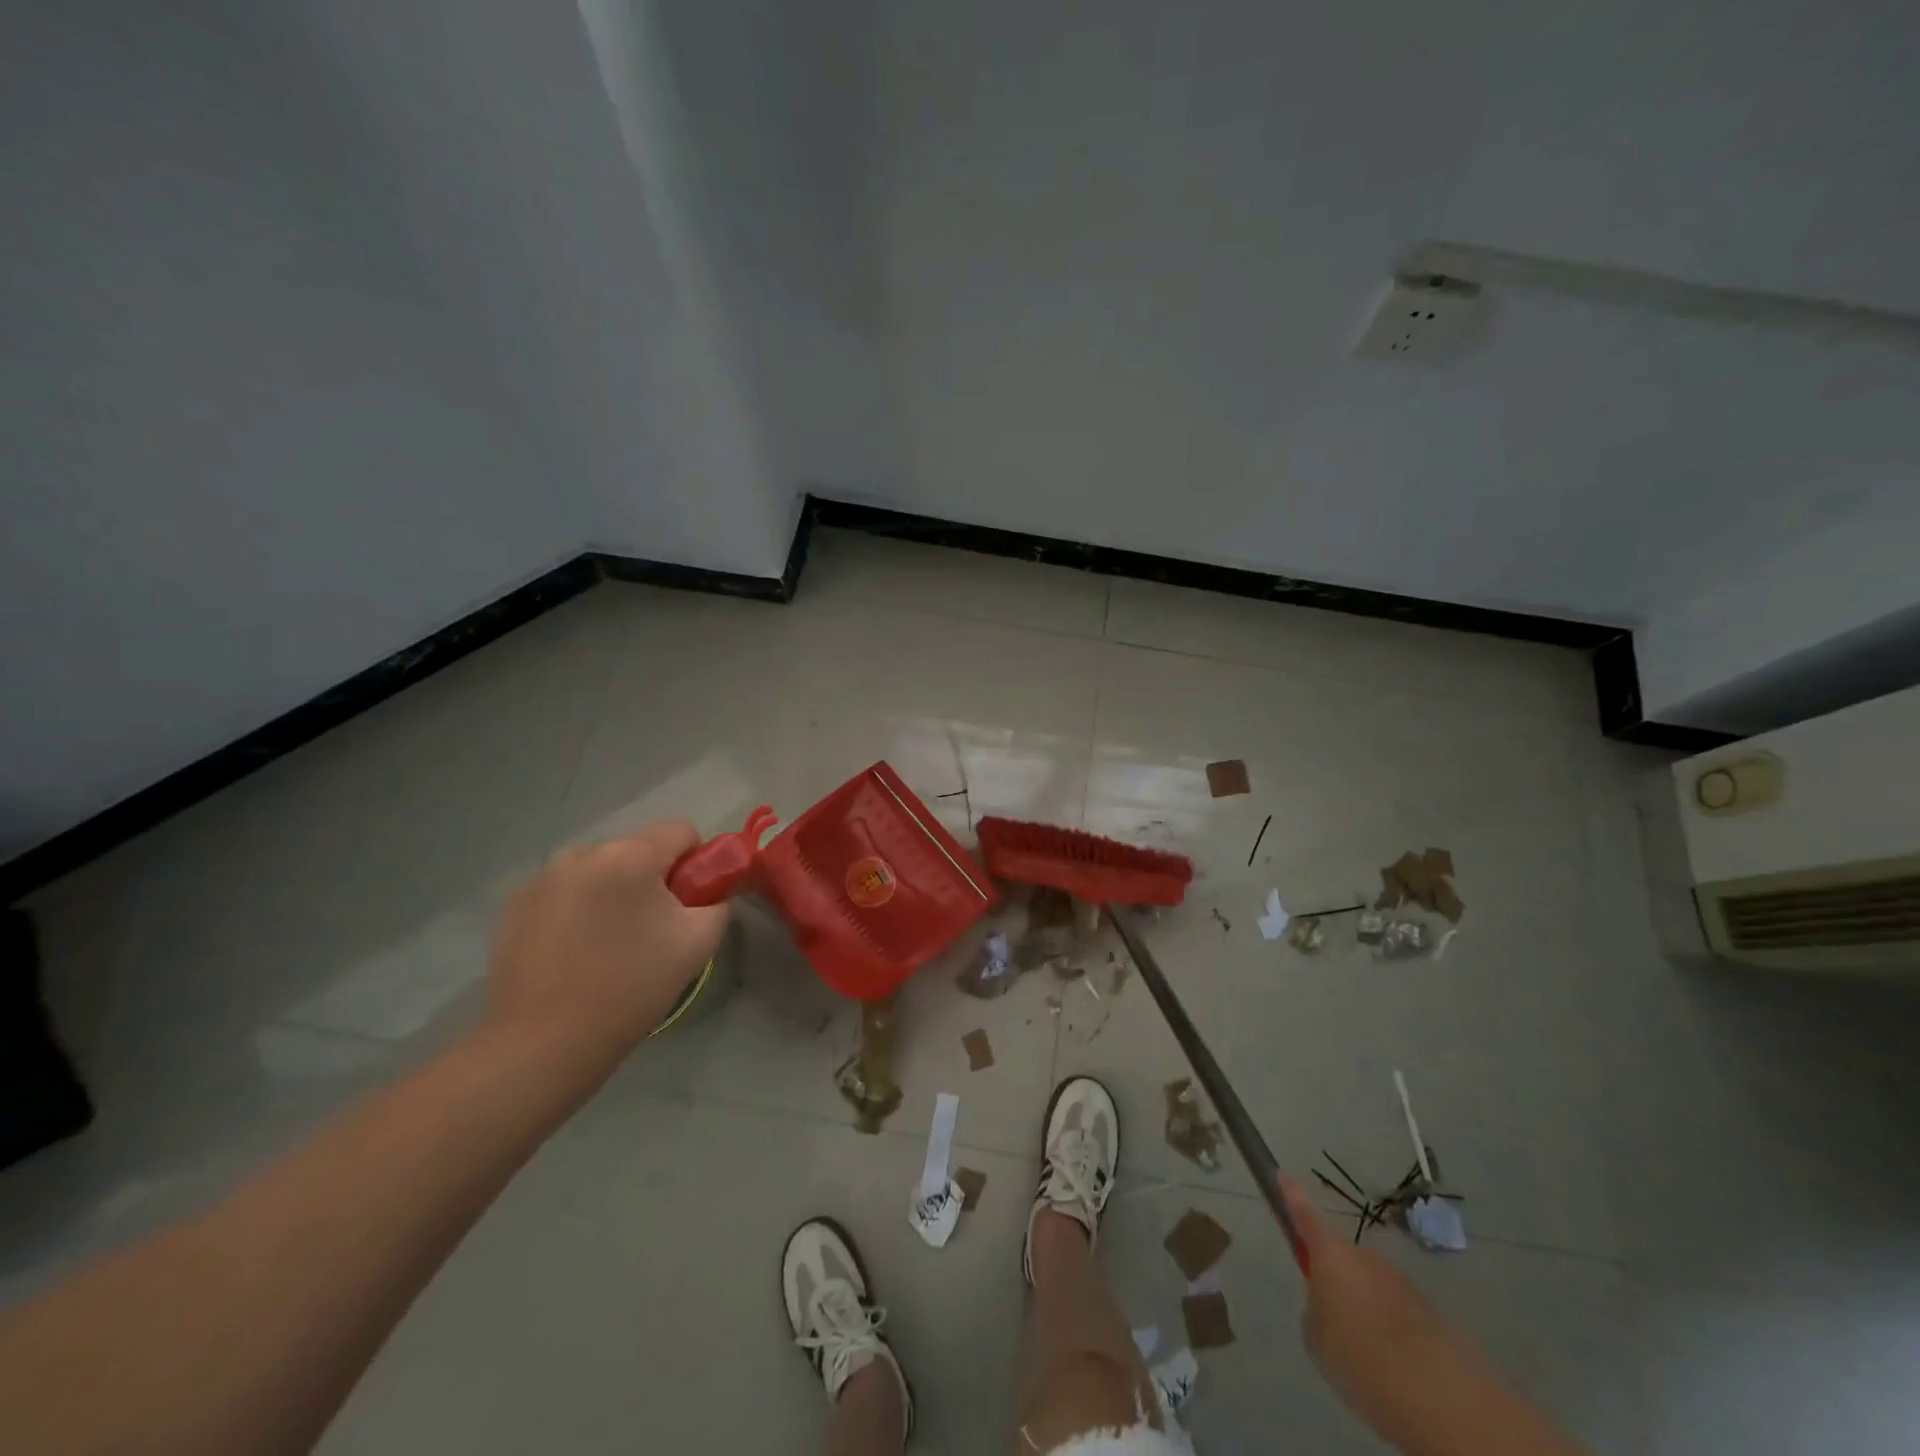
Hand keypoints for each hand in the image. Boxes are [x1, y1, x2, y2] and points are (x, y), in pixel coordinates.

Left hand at [484, 822, 728, 1075]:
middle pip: (638, 850)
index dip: (696, 863)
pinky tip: (576, 953)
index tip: (690, 903)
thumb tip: (709, 893)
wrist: (543, 1044)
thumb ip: (717, 903)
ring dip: (615, 893)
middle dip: (652, 880)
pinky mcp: (515, 906)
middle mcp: (582, 853)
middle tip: (653, 931)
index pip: (681, 831)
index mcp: (629, 855)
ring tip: (610, 945)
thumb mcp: (698, 943)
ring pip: (601, 871)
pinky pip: (567, 892)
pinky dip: (580, 910)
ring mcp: (542, 878)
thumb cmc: (631, 987)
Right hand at [1280, 1177, 1456, 1444]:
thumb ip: (1316, 1312)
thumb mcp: (1317, 1337)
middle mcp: (1364, 1256)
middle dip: (1338, 1281)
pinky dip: (1393, 1330)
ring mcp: (1399, 1280)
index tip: (1284, 1174)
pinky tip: (1395, 1365)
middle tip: (1336, 1321)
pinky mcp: (1429, 1310)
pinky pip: (1399, 1312)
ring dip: (1368, 1309)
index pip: (1304, 1213)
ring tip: (1369, 1353)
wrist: (1434, 1390)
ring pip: (1373, 1287)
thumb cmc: (1358, 1354)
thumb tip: (1327, 1308)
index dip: (1292, 1194)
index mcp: (1330, 1254)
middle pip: (1343, 1258)